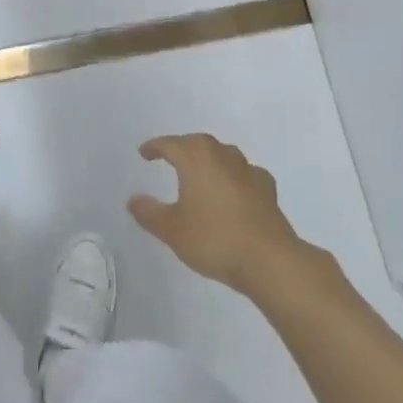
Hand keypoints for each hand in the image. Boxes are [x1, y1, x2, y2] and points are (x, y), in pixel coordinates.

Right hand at [130, 134, 303, 292]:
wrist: (268, 259)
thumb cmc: (214, 239)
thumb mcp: (172, 230)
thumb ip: (150, 213)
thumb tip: (133, 199)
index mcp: (196, 158)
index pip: (170, 144)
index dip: (155, 147)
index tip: (144, 153)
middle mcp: (223, 156)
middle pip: (198, 143)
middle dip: (183, 148)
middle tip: (170, 157)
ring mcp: (248, 170)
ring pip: (224, 154)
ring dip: (210, 159)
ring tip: (200, 172)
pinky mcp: (267, 189)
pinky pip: (244, 174)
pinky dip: (234, 177)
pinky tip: (233, 190)